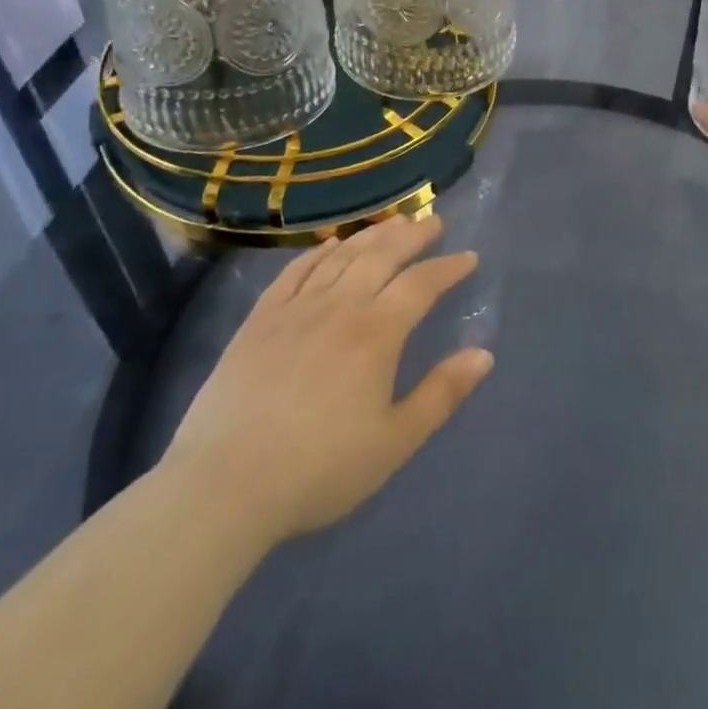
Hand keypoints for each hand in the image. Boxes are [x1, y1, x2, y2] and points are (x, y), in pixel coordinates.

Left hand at [161, 214, 493, 550]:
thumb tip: (484, 354)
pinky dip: (319, 252)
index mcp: (376, 333)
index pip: (421, 284)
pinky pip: (295, 271)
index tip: (469, 258)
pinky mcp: (259, 320)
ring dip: (372, 234)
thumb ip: (442, 394)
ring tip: (393, 223)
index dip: (449, 267)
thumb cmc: (319, 470)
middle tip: (433, 221)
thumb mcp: (395, 442)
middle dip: (412, 234)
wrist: (223, 487)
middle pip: (381, 255)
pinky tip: (330, 245)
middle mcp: (339, 307)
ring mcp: (295, 309)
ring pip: (340, 256)